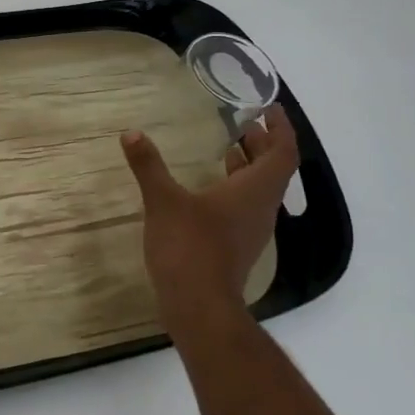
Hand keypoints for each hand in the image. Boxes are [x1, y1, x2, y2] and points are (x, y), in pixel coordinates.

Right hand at [121, 106, 300, 341]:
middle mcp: (261, 208)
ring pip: (261, 189)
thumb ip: (148, 165)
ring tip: (229, 146)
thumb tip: (131, 133)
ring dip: (250, 165)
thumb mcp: (163, 200)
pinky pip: (247, 206)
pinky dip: (237, 186)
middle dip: (263, 143)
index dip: (280, 128)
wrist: (199, 306)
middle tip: (245, 123)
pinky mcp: (238, 245)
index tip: (268, 108)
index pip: (283, 152)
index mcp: (254, 190)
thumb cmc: (189, 246)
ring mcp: (252, 230)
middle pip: (274, 169)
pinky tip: (211, 186)